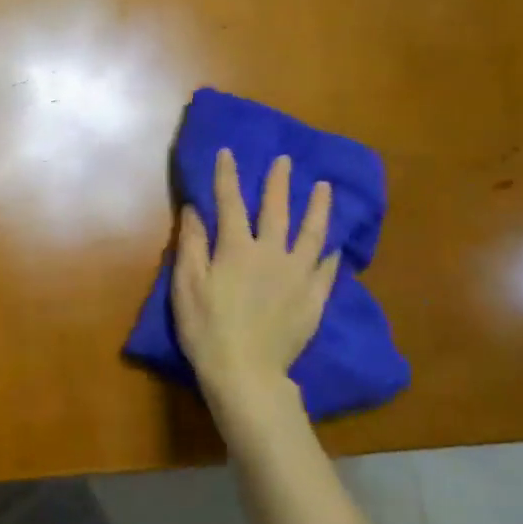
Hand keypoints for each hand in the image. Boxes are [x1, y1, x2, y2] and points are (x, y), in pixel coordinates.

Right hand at [172, 149, 335, 413]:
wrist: (245, 372)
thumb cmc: (206, 328)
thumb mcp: (186, 285)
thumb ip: (191, 244)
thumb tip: (195, 208)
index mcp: (236, 248)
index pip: (230, 202)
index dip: (227, 175)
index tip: (228, 152)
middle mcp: (271, 253)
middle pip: (277, 210)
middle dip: (279, 182)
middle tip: (286, 160)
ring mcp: (298, 275)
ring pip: (312, 233)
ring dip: (318, 207)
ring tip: (325, 188)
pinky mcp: (314, 298)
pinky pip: (327, 268)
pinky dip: (331, 252)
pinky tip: (336, 243)